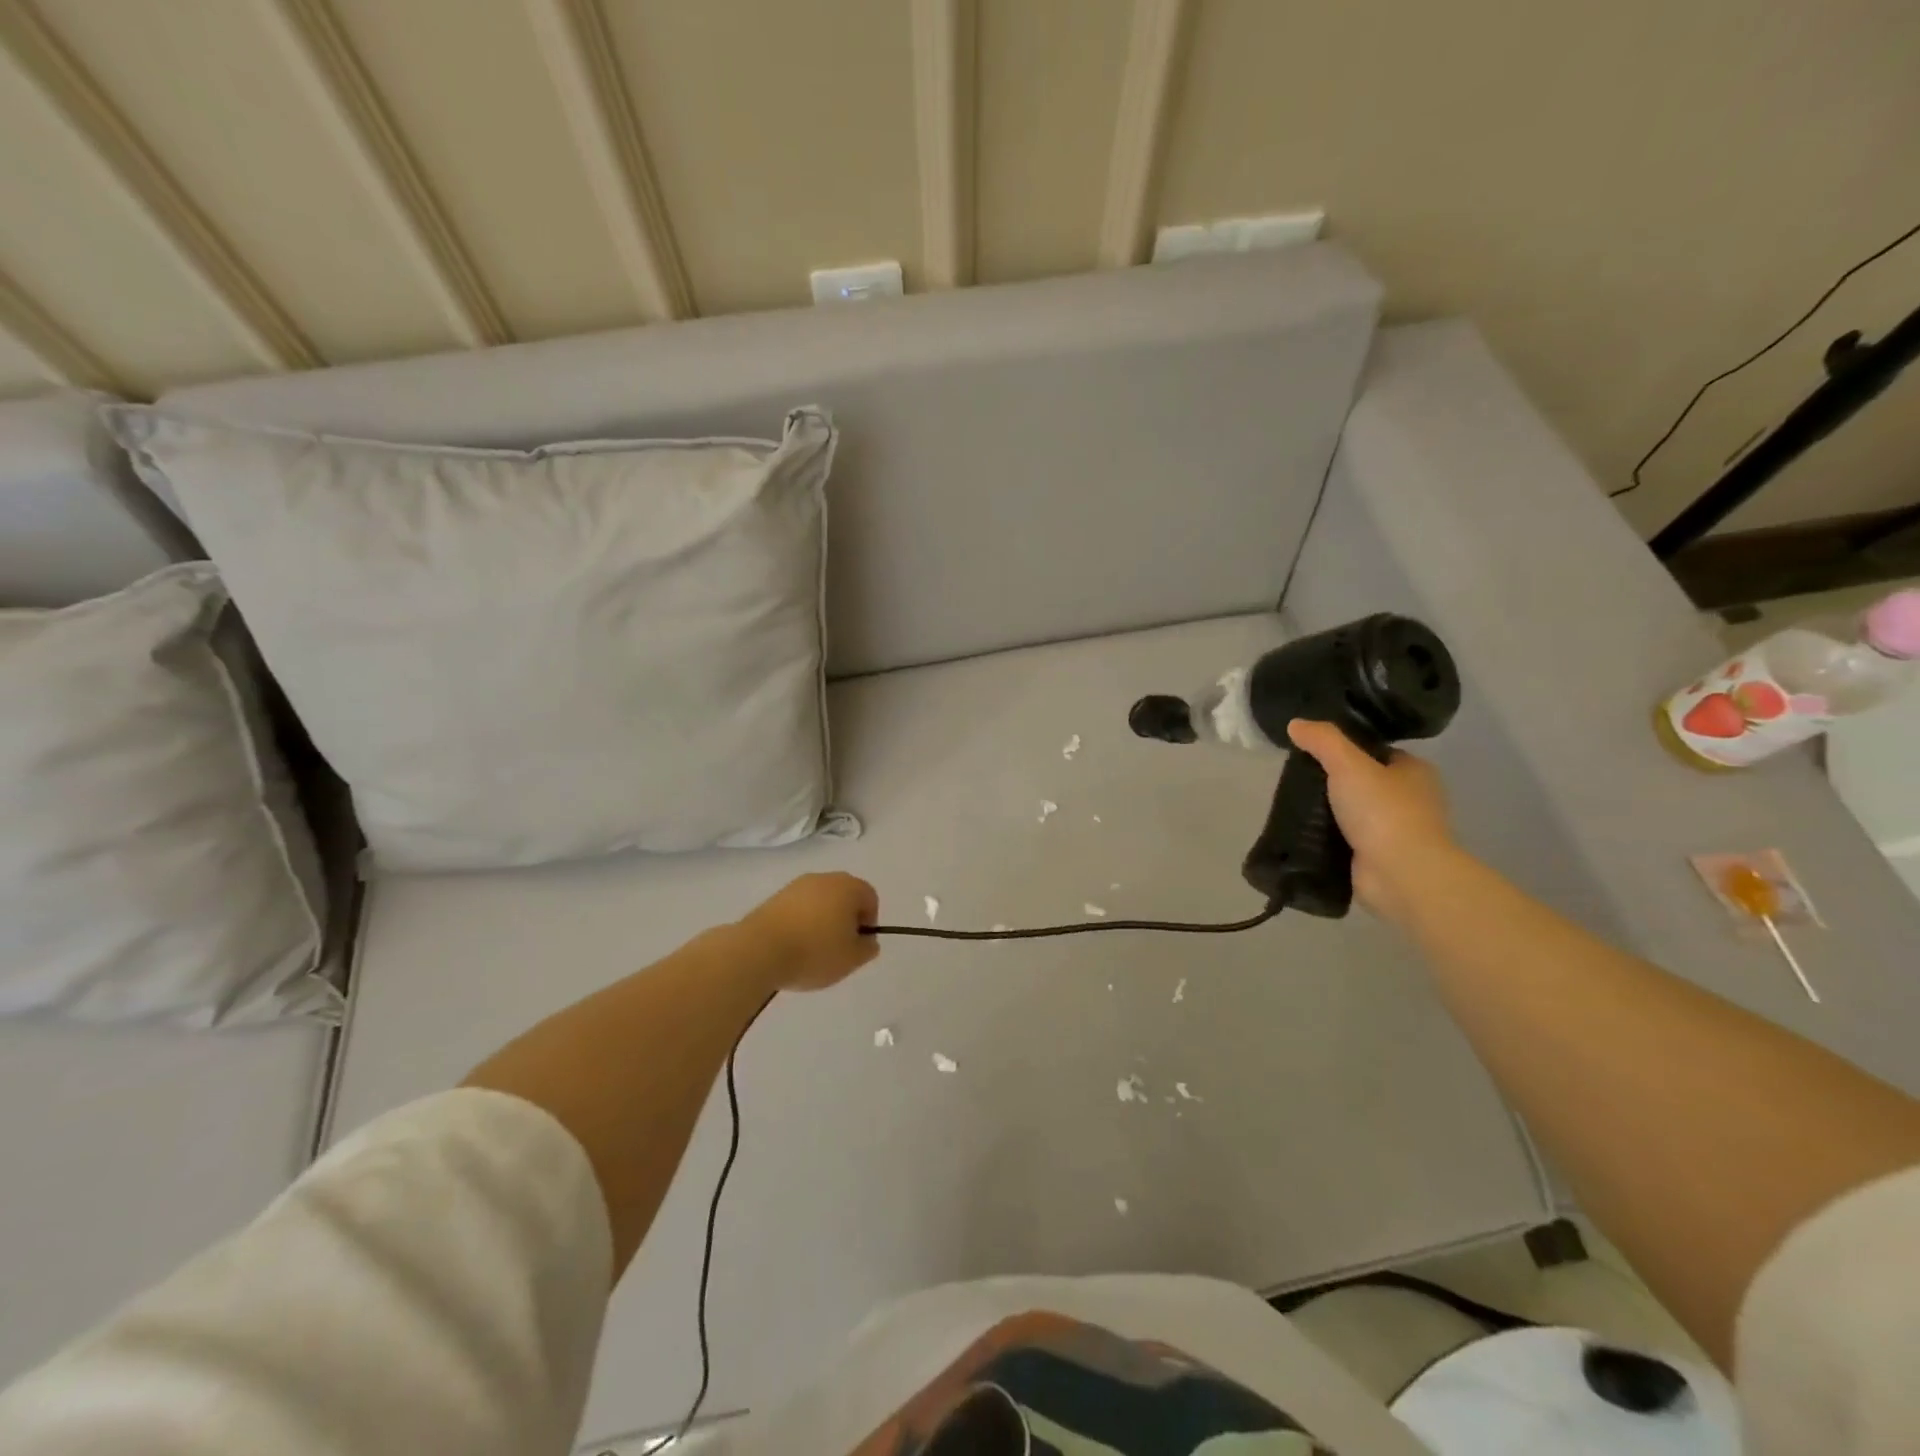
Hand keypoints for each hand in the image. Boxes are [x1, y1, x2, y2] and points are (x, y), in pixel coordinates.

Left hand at [739, 873, 880, 990]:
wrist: (760, 950)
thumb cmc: (815, 952)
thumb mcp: (851, 959)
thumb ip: (867, 948)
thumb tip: (867, 940)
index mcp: (848, 887)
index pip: (870, 897)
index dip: (869, 921)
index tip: (858, 944)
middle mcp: (824, 878)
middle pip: (844, 895)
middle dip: (845, 919)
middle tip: (839, 946)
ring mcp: (797, 885)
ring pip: (820, 901)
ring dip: (822, 920)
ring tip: (813, 949)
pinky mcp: (775, 897)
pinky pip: (798, 908)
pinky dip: (801, 922)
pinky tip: (794, 945)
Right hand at [1288, 720, 1455, 923]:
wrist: (1401, 874)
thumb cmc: (1383, 811)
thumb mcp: (1348, 764)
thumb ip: (1322, 741)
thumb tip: (1295, 724)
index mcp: (1415, 772)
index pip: (1377, 751)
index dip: (1347, 748)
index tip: (1313, 751)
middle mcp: (1411, 799)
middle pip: (1363, 782)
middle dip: (1332, 782)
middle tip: (1296, 778)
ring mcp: (1396, 831)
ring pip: (1353, 812)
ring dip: (1328, 811)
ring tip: (1291, 804)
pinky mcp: (1379, 858)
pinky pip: (1347, 839)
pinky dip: (1327, 837)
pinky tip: (1301, 831)